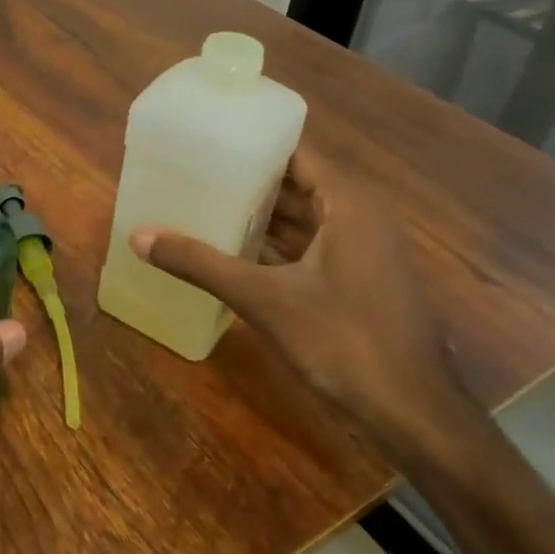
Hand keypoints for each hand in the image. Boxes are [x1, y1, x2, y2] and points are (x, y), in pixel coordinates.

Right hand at [131, 148, 472, 451]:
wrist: (416, 413)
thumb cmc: (344, 340)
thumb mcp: (264, 299)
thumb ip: (201, 264)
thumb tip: (139, 236)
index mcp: (349, 201)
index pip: (294, 152)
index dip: (250, 143)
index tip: (205, 140)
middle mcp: (360, 215)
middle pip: (295, 184)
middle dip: (246, 181)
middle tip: (193, 173)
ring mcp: (364, 249)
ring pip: (303, 218)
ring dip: (259, 216)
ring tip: (203, 206)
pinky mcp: (361, 280)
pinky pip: (311, 247)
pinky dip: (276, 246)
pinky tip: (234, 252)